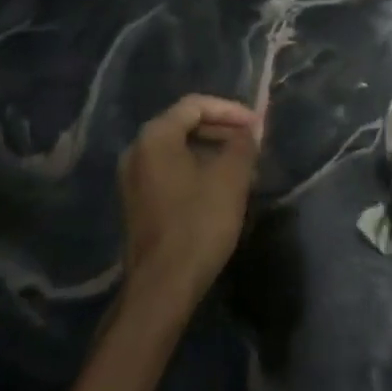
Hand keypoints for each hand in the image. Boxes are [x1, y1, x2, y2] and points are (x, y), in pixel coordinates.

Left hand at [118, 94, 260, 318]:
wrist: (163, 285)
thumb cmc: (199, 223)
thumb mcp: (230, 179)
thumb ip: (243, 144)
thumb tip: (250, 129)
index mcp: (155, 137)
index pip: (195, 105)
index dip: (231, 110)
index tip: (258, 126)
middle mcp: (137, 151)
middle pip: (184, 125)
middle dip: (222, 130)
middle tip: (253, 144)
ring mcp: (134, 178)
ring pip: (179, 150)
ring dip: (213, 152)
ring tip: (244, 167)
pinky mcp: (138, 202)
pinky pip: (171, 171)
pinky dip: (198, 170)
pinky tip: (222, 189)